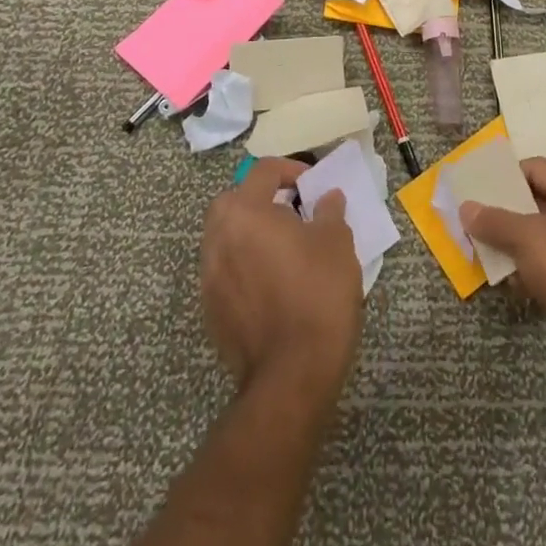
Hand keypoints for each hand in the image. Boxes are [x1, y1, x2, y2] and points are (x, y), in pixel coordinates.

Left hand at [200, 159, 363, 393]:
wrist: (291, 375)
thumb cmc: (317, 294)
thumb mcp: (337, 242)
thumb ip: (329, 211)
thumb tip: (327, 198)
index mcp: (245, 213)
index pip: (262, 171)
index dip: (291, 170)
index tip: (312, 186)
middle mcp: (218, 238)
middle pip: (233, 201)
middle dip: (260, 199)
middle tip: (291, 212)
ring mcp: (209, 277)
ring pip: (225, 237)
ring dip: (250, 233)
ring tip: (284, 248)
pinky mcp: (210, 310)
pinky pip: (225, 270)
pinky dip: (244, 265)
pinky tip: (273, 282)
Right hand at [459, 160, 545, 400]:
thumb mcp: (528, 238)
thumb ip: (495, 221)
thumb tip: (465, 207)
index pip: (536, 168)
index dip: (505, 177)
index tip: (475, 190)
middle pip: (541, 201)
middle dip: (508, 213)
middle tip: (474, 219)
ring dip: (517, 244)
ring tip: (484, 250)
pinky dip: (533, 269)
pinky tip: (510, 281)